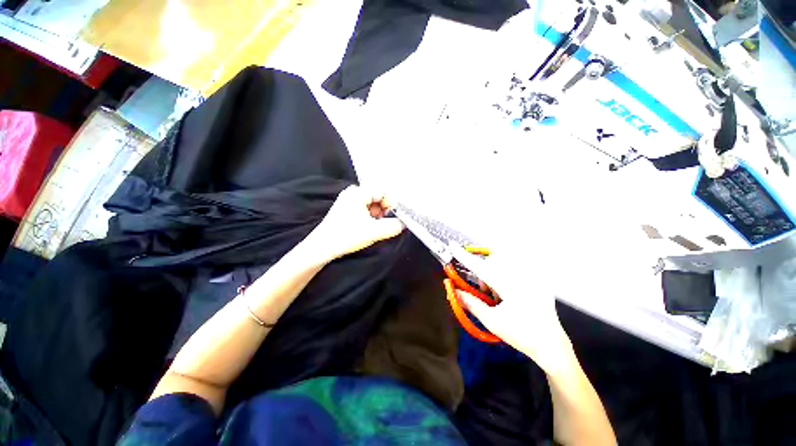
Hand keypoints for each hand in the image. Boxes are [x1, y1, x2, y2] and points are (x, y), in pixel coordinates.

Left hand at [307, 185, 404, 260]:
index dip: (392, 204)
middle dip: (385, 210)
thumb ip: (393, 227)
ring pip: (373, 203)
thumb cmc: (347, 236)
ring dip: (378, 214)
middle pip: (378, 196)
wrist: (322, 247)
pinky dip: (371, 216)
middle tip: (384, 223)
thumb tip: (405, 223)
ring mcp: (349, 199)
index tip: (393, 218)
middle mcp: (353, 191)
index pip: (383, 191)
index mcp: (358, 192)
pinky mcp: (347, 208)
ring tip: (376, 226)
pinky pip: (366, 207)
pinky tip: (369, 226)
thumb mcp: (374, 232)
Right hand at [453, 246, 576, 375]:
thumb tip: (454, 291)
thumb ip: (471, 303)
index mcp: (509, 287)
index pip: (480, 267)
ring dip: (496, 274)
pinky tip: (513, 293)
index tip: (453, 245)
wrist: (551, 344)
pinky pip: (517, 267)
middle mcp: (522, 276)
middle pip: (493, 261)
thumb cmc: (520, 334)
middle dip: (485, 273)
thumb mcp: (491, 321)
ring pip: (504, 262)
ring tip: (501, 295)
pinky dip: (507, 274)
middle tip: (488, 292)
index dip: (464, 257)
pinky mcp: (538, 279)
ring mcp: (532, 277)